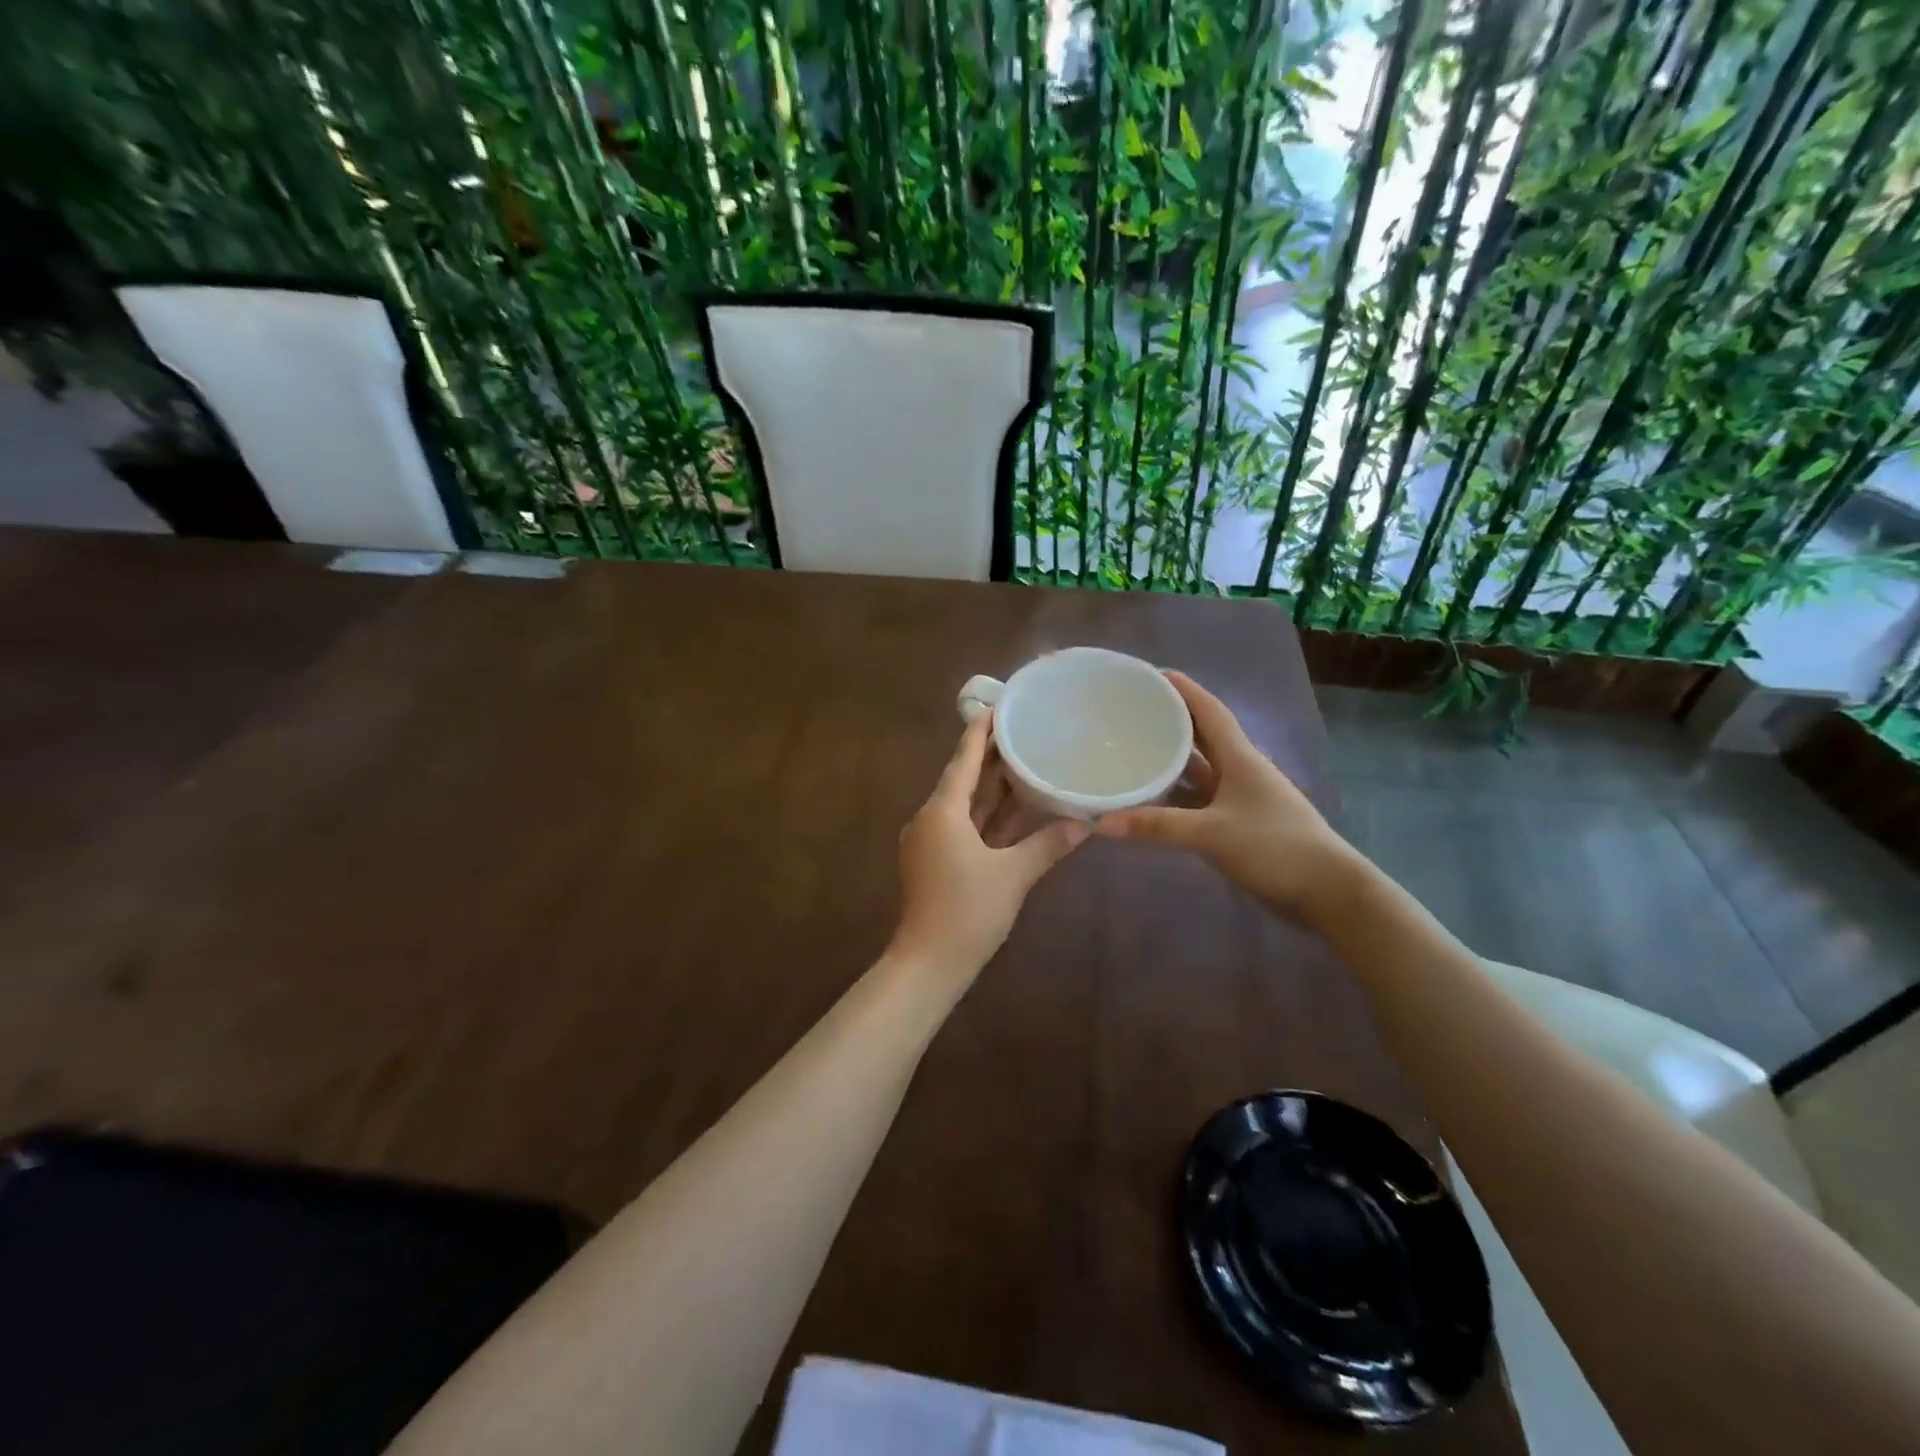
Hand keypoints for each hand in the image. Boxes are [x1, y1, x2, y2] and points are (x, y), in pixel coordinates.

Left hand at [890, 712, 1089, 982]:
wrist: (929, 964)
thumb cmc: (968, 912)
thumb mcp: (1013, 875)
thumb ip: (1048, 844)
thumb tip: (1085, 822)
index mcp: (942, 811)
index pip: (962, 759)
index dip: (980, 731)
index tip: (999, 705)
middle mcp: (932, 818)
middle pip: (963, 778)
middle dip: (990, 756)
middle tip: (1021, 729)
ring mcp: (932, 841)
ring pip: (965, 804)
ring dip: (991, 786)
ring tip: (1023, 760)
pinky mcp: (936, 860)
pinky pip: (965, 826)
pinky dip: (988, 816)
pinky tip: (1014, 807)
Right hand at [1094, 671, 1366, 927]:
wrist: (1326, 892)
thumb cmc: (1274, 847)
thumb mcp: (1212, 834)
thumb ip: (1158, 826)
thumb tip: (1102, 822)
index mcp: (1240, 758)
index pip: (1209, 710)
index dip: (1183, 689)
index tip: (1151, 674)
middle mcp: (1239, 771)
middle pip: (1201, 736)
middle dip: (1169, 721)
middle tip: (1130, 713)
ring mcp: (1239, 799)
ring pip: (1198, 771)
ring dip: (1170, 761)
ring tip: (1131, 750)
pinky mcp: (1237, 825)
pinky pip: (1198, 801)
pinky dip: (1174, 797)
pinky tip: (1149, 800)